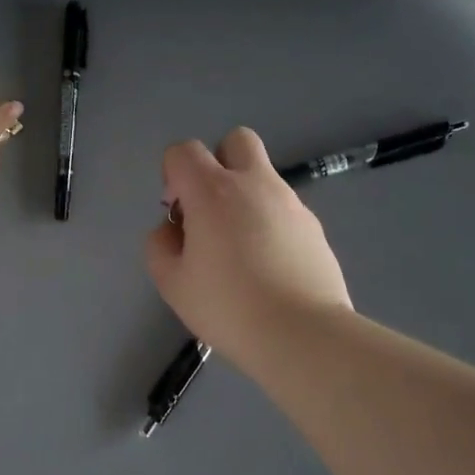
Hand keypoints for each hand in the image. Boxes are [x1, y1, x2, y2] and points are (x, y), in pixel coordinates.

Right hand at [145, 127, 352, 364]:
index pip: (183, 151)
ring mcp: (290, 202)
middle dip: (218, 163)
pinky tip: (268, 266)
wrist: (302, 333)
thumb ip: (160, 246)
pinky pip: (284, 209)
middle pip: (235, 140)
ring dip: (245, 196)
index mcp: (212, 191)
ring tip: (240, 249)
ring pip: (263, 176)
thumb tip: (173, 230)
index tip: (178, 214)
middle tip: (211, 209)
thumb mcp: (172, 283)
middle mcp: (254, 184)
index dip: (172, 175)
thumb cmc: (227, 306)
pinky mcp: (314, 227)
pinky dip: (270, 223)